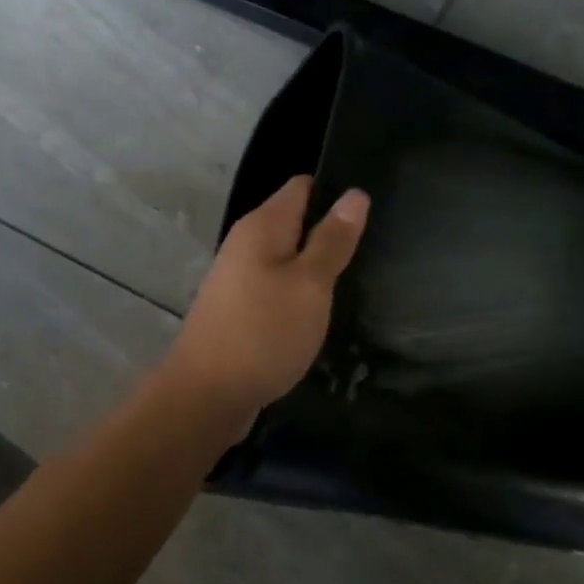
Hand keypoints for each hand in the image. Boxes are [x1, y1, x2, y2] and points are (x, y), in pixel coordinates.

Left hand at [165, 175, 368, 421]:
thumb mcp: (309, 284)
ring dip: (317, 269)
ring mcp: (239, 281)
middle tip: (376, 251)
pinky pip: (277, 290)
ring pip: (287, 260)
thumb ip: (332, 241)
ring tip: (359, 281)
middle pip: (295, 224)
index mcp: (261, 227)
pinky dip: (300, 297)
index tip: (374, 211)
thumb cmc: (264, 333)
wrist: (207, 396)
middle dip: (331, 234)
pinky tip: (323, 313)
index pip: (301, 187)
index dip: (335, 192)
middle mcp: (245, 246)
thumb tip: (354, 195)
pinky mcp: (240, 313)